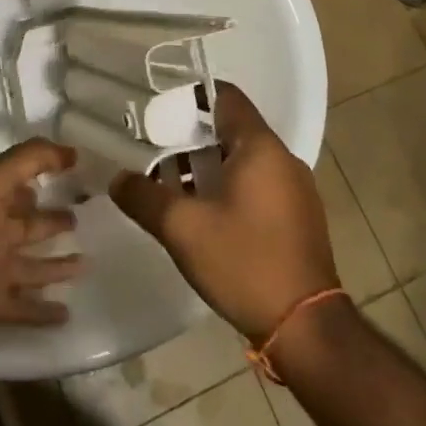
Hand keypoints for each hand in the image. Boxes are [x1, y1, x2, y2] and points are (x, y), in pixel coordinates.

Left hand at [0, 140, 82, 344]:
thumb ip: (33, 159)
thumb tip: (74, 151)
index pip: (21, 188)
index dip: (42, 180)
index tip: (72, 178)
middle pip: (30, 226)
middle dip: (53, 222)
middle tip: (80, 220)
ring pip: (32, 267)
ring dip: (56, 266)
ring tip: (86, 265)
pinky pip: (24, 308)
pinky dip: (43, 312)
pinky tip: (68, 313)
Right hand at [111, 84, 338, 343]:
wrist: (307, 329)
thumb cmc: (245, 262)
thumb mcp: (183, 229)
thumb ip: (144, 197)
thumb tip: (117, 180)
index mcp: (260, 146)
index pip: (225, 96)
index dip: (191, 97)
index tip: (160, 111)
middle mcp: (282, 158)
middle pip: (232, 129)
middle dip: (192, 138)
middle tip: (156, 152)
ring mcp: (296, 189)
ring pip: (244, 160)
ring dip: (209, 167)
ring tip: (173, 187)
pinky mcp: (299, 218)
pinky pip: (258, 185)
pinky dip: (230, 188)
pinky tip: (205, 216)